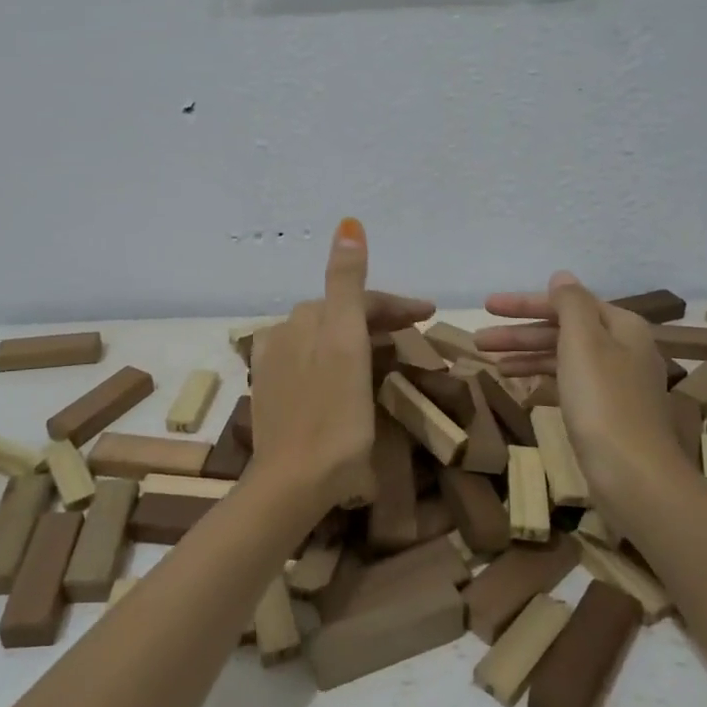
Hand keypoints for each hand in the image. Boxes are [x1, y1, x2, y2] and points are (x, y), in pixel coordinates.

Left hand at [251, 220, 425, 511]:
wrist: (293, 481)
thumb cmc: (333, 415)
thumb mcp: (345, 342)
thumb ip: (347, 283)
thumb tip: (348, 225)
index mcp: (306, 320)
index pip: (357, 299)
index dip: (396, 303)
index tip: (432, 314)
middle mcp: (285, 334)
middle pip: (341, 315)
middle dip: (379, 317)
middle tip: (416, 330)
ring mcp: (276, 366)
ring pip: (327, 338)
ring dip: (359, 337)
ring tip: (391, 351)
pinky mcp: (274, 394)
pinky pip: (313, 362)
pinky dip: (339, 360)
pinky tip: (349, 375)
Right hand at [477, 272, 679, 493]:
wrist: (634, 475)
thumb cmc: (603, 401)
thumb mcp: (584, 342)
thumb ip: (570, 304)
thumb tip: (562, 276)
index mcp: (622, 326)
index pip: (567, 303)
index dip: (525, 304)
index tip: (488, 306)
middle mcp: (623, 349)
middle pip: (563, 330)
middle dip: (519, 332)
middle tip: (478, 338)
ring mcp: (615, 383)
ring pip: (562, 357)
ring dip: (525, 354)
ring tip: (488, 361)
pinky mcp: (606, 412)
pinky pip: (567, 381)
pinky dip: (541, 377)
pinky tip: (517, 382)